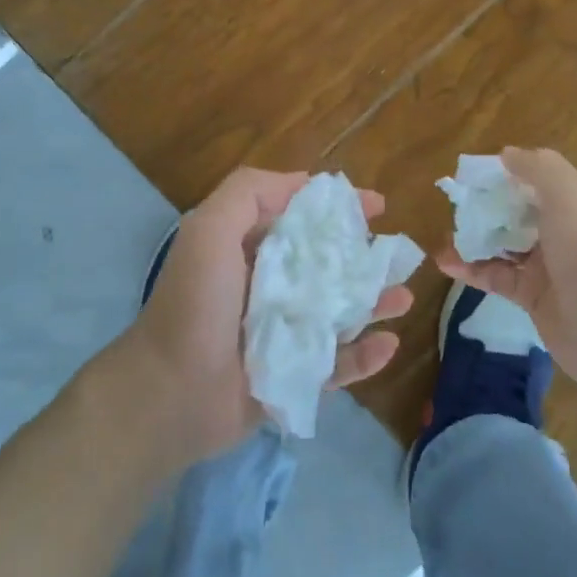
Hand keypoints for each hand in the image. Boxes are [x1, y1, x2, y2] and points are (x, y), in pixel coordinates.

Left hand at [114, 167, 409, 467]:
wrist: (171, 394)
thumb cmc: (196, 304)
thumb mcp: (210, 229)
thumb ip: (249, 192)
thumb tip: (305, 182)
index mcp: (248, 250)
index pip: (301, 219)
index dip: (338, 209)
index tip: (376, 205)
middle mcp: (268, 288)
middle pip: (327, 266)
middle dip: (365, 258)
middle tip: (398, 256)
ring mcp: (282, 334)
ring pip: (339, 314)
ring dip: (373, 304)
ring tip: (404, 297)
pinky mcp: (292, 377)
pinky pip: (337, 364)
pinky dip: (364, 356)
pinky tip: (388, 344)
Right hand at [436, 147, 576, 399]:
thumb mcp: (570, 194)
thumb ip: (537, 168)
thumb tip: (506, 154)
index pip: (541, 177)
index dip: (508, 173)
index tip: (473, 174)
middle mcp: (568, 230)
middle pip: (519, 210)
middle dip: (487, 206)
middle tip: (454, 205)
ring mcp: (551, 266)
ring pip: (505, 244)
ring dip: (475, 238)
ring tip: (443, 235)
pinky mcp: (533, 297)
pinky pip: (497, 276)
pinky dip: (471, 269)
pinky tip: (445, 262)